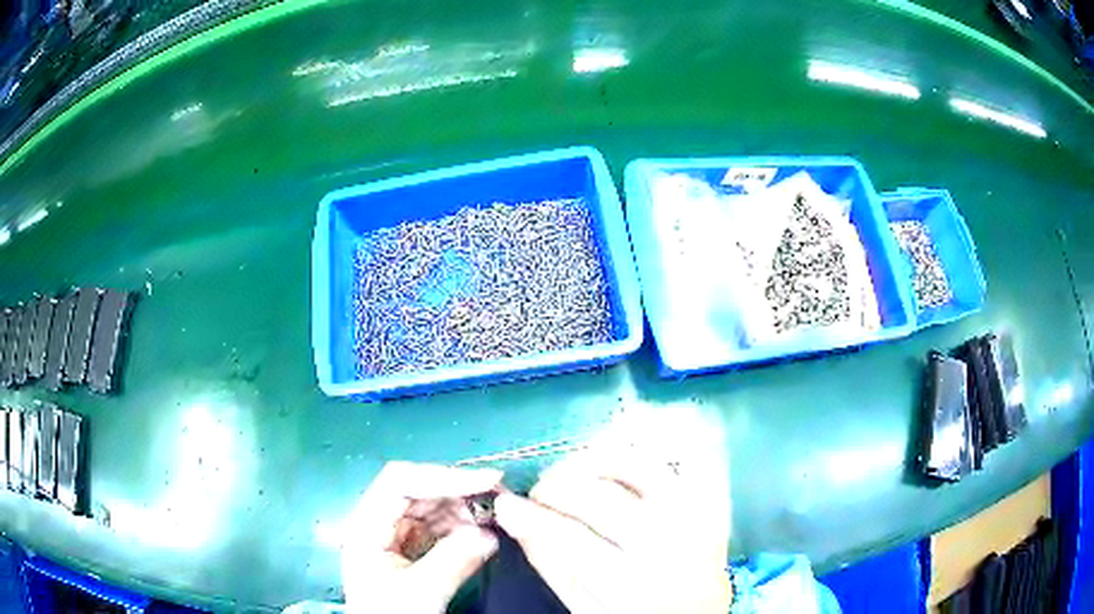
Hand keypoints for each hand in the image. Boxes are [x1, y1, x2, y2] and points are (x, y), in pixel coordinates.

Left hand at [341, 462, 501, 613]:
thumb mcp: (422, 592)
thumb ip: (455, 560)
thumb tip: (491, 533)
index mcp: (365, 526)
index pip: (400, 483)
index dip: (443, 476)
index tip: (487, 481)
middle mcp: (375, 523)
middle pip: (415, 491)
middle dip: (456, 492)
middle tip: (497, 497)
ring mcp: (390, 536)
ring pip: (427, 508)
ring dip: (460, 510)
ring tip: (492, 519)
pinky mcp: (405, 550)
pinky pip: (433, 528)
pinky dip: (457, 527)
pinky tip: (478, 534)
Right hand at [494, 443, 732, 613]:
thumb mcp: (588, 607)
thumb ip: (552, 566)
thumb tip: (515, 519)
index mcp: (634, 584)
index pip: (572, 539)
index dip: (532, 517)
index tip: (505, 504)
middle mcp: (670, 543)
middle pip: (603, 498)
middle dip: (557, 486)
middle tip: (539, 491)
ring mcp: (696, 515)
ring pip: (640, 466)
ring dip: (596, 459)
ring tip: (573, 472)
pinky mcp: (711, 500)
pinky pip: (679, 458)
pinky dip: (645, 452)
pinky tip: (618, 462)